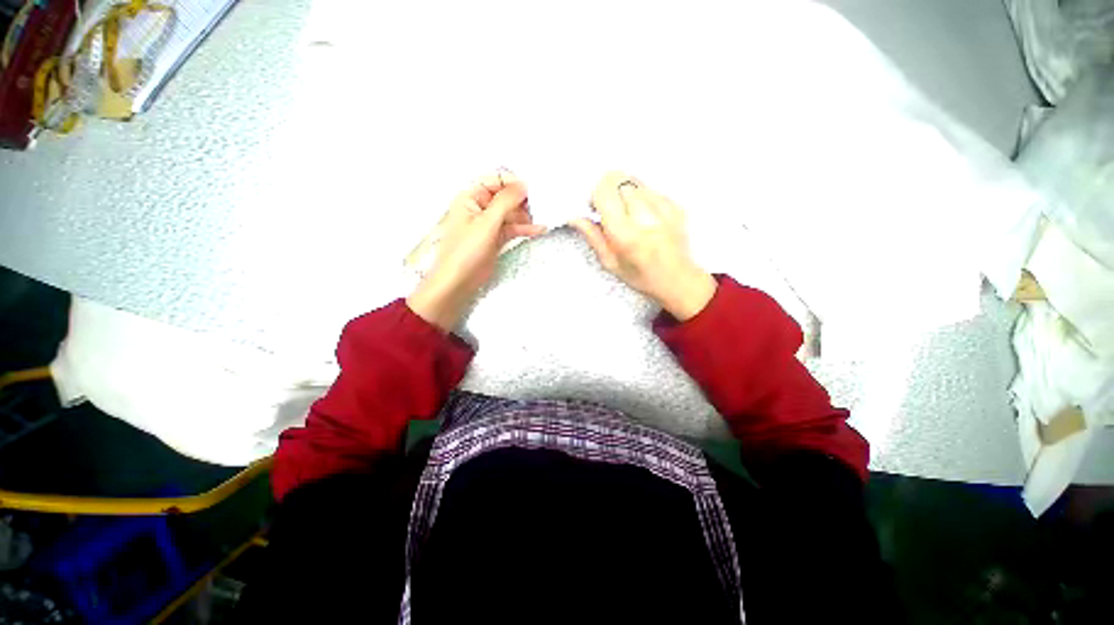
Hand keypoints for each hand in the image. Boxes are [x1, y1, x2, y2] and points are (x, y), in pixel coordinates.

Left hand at [406, 171, 545, 331]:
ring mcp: (488, 224)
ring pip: (511, 214)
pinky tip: (539, 230)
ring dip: (525, 216)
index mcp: (470, 197)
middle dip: (522, 201)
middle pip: (505, 197)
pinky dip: (524, 229)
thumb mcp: (487, 223)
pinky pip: (512, 229)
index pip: (494, 180)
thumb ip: (505, 202)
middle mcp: (479, 207)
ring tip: (541, 219)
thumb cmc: (466, 250)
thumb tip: (523, 184)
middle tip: (540, 206)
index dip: (512, 182)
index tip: (532, 188)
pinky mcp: (496, 238)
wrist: (458, 281)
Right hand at [571, 172, 715, 320]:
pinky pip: (649, 188)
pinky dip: (639, 195)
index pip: (605, 191)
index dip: (594, 194)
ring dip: (623, 190)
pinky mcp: (675, 204)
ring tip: (625, 211)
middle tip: (606, 206)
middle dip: (607, 188)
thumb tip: (575, 216)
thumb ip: (592, 236)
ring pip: (634, 179)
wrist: (678, 279)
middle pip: (618, 178)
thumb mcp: (610, 262)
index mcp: (626, 234)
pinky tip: (642, 215)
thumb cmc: (640, 276)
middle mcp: (645, 216)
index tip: (593, 207)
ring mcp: (664, 208)